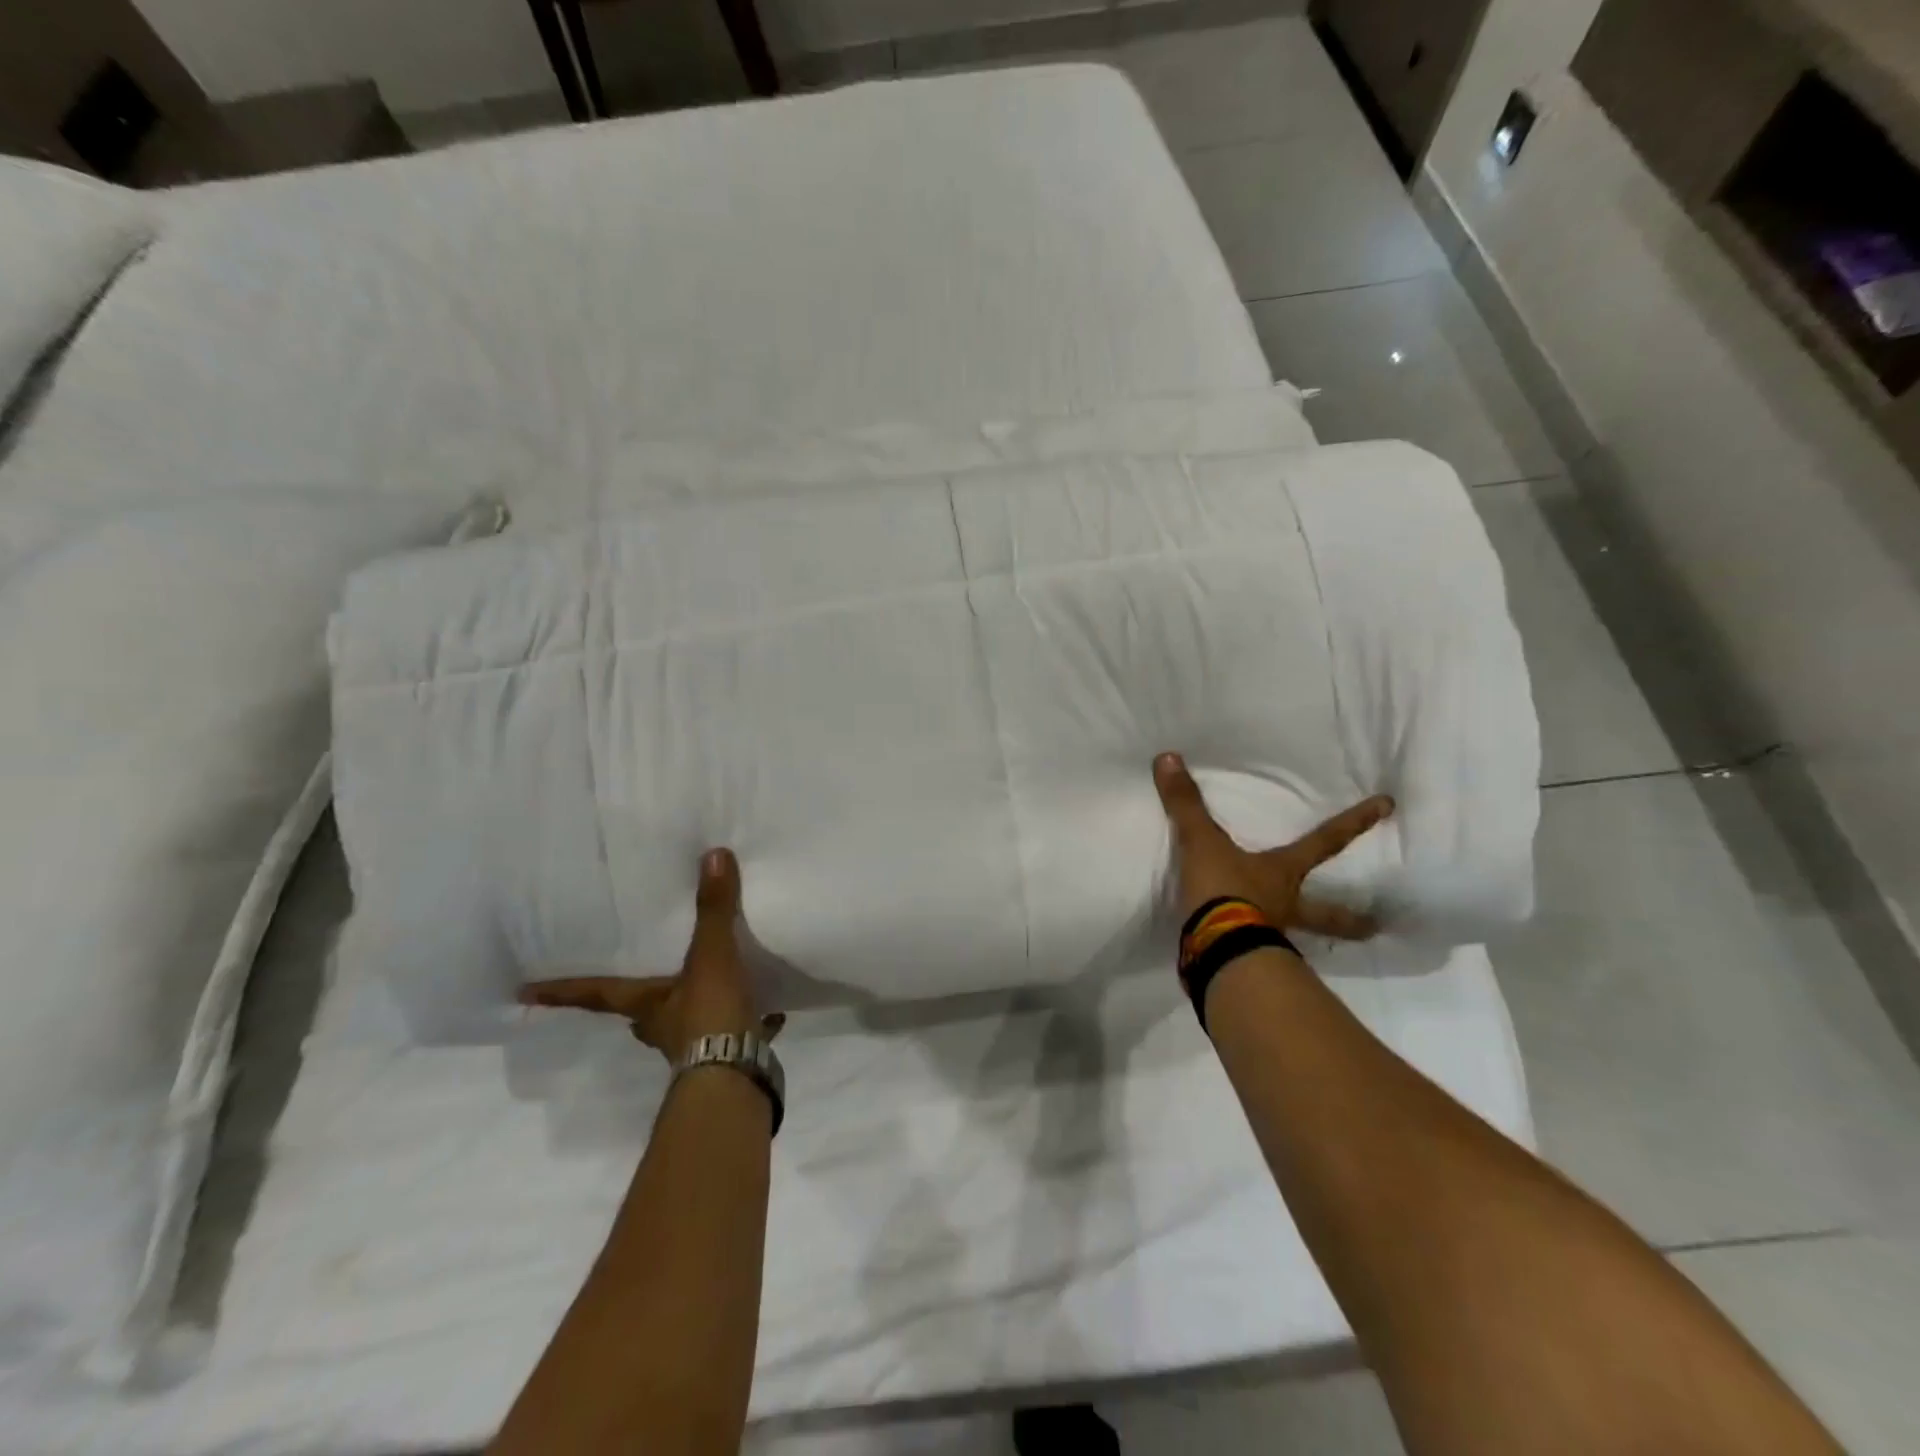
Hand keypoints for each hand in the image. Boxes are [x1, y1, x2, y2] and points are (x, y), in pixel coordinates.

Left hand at [519, 848, 782, 1058]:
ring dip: (694, 1008)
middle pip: (641, 1011)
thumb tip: (712, 855)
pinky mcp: (730, 1054)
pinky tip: (769, 1013)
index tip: (524, 993)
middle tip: (639, 982)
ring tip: (712, 986)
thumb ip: (712, 910)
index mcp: (647, 1004)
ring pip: (688, 1023)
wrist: (738, 1075)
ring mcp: (695, 1046)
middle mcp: (663, 1025)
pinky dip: (749, 1022)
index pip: (595, 993)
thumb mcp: (711, 956)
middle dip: (639, 999)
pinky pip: (735, 1033)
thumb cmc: (709, 1014)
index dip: (562, 990)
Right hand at [1154, 752, 1394, 938]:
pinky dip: (1258, 954)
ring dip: (1310, 942)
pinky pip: (1259, 953)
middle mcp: (1286, 904)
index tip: (1388, 807)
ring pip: (1299, 937)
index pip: (1325, 840)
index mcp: (1283, 871)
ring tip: (1317, 956)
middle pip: (1326, 911)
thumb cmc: (1224, 889)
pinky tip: (1251, 957)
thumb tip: (1168, 757)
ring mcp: (1271, 935)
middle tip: (1375, 926)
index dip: (1354, 822)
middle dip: (1349, 918)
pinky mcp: (1249, 959)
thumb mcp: (1201, 842)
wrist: (1216, 948)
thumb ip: (1185, 804)